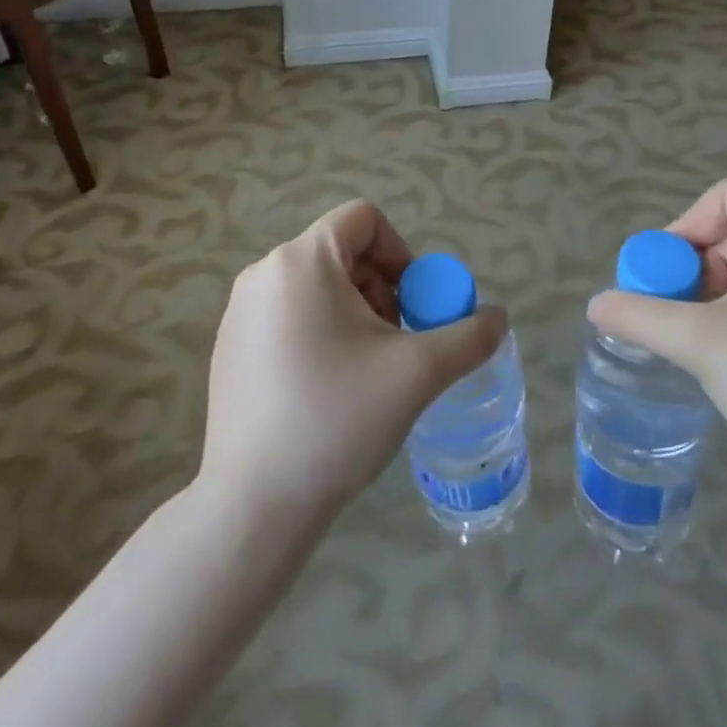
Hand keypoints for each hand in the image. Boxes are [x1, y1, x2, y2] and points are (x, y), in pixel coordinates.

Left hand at [199, 201, 506, 520]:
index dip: (401, 253)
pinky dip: (319, 332)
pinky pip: (288, 314)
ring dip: (354, 313)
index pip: (364, 219)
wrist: (254, 507)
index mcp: (302, 260)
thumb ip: (469, 336)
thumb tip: (498, 317)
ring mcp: (240, 310)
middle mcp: (264, 272)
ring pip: (317, 285)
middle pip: (342, 253)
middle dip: (381, 290)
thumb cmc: (337, 420)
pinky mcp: (228, 346)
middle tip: (396, 344)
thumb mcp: (418, 373)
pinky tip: (327, 390)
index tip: (413, 306)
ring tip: (366, 370)